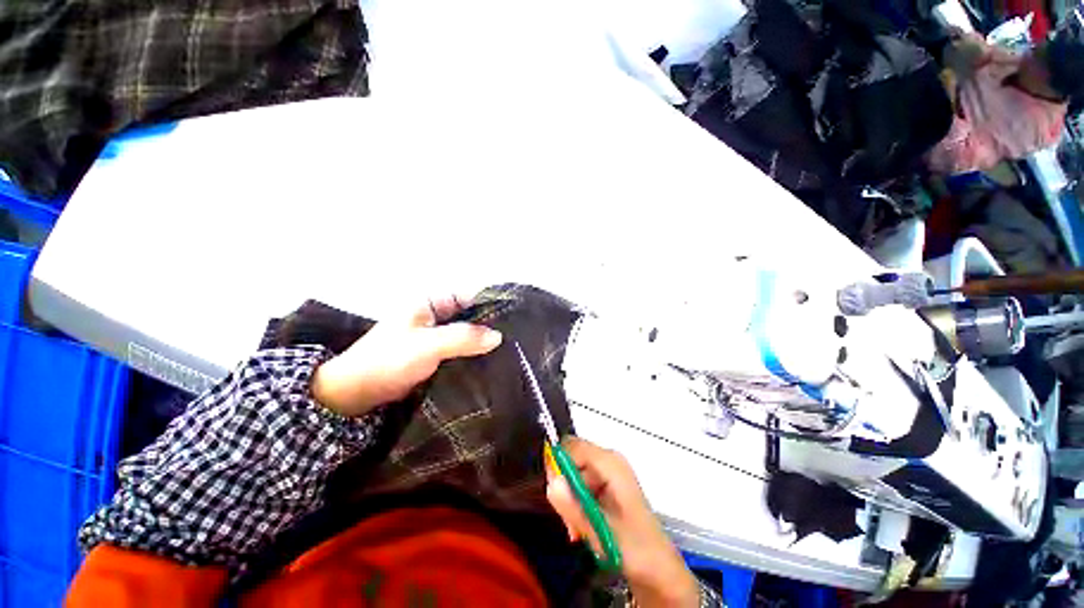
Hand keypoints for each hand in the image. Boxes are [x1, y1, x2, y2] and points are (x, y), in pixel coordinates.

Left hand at [312, 296, 502, 416]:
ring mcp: (436, 335)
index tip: (515, 317)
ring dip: (483, 342)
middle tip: (516, 337)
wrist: (355, 393)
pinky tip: (490, 363)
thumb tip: (498, 336)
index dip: (492, 303)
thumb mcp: (428, 346)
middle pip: (471, 315)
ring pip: (467, 333)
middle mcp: (436, 315)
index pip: (470, 296)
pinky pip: (460, 349)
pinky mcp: (435, 354)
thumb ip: (463, 338)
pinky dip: (473, 354)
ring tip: (510, 351)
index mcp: (431, 302)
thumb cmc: (388, 360)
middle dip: (490, 325)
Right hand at [545, 438, 699, 607]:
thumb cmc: (634, 548)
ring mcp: (608, 473)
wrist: (660, 571)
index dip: (557, 464)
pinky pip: (582, 486)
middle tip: (566, 518)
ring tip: (575, 529)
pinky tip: (580, 528)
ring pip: (574, 475)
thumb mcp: (601, 530)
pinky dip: (577, 506)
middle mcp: (608, 461)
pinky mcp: (608, 487)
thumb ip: (574, 507)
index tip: (554, 493)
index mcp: (610, 462)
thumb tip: (551, 483)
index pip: (571, 446)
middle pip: (571, 460)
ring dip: (570, 501)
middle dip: (564, 487)